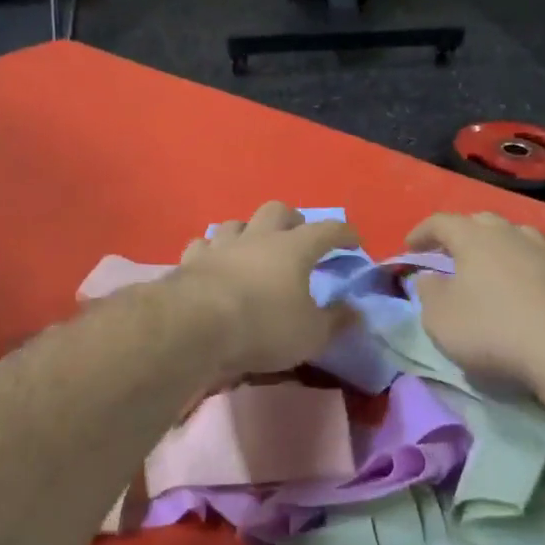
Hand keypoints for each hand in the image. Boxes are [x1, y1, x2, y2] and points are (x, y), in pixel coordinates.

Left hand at [174, 202, 358, 377]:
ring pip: (237, 223)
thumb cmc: (263, 326)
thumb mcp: (311, 334)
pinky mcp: (190, 261)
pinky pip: (204, 245)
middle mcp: (258, 238)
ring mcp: (220, 246)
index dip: (344, 233)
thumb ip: (335, 321)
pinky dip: (213, 251)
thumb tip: (354, 312)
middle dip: (292, 220)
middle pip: (277, 210)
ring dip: (249, 231)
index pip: (327, 230)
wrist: (195, 327)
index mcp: (294, 248)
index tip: (354, 240)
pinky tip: (215, 262)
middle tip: (299, 237)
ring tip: (254, 248)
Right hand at [407, 211, 544, 390]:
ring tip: (491, 263)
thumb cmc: (492, 329)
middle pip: (482, 222)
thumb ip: (428, 292)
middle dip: (462, 233)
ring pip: (517, 236)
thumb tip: (428, 277)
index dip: (422, 232)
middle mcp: (510, 235)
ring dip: (499, 245)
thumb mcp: (440, 318)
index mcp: (474, 238)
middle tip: (449, 252)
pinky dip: (529, 267)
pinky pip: (543, 261)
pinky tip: (529, 282)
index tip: (409, 246)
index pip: (441, 222)